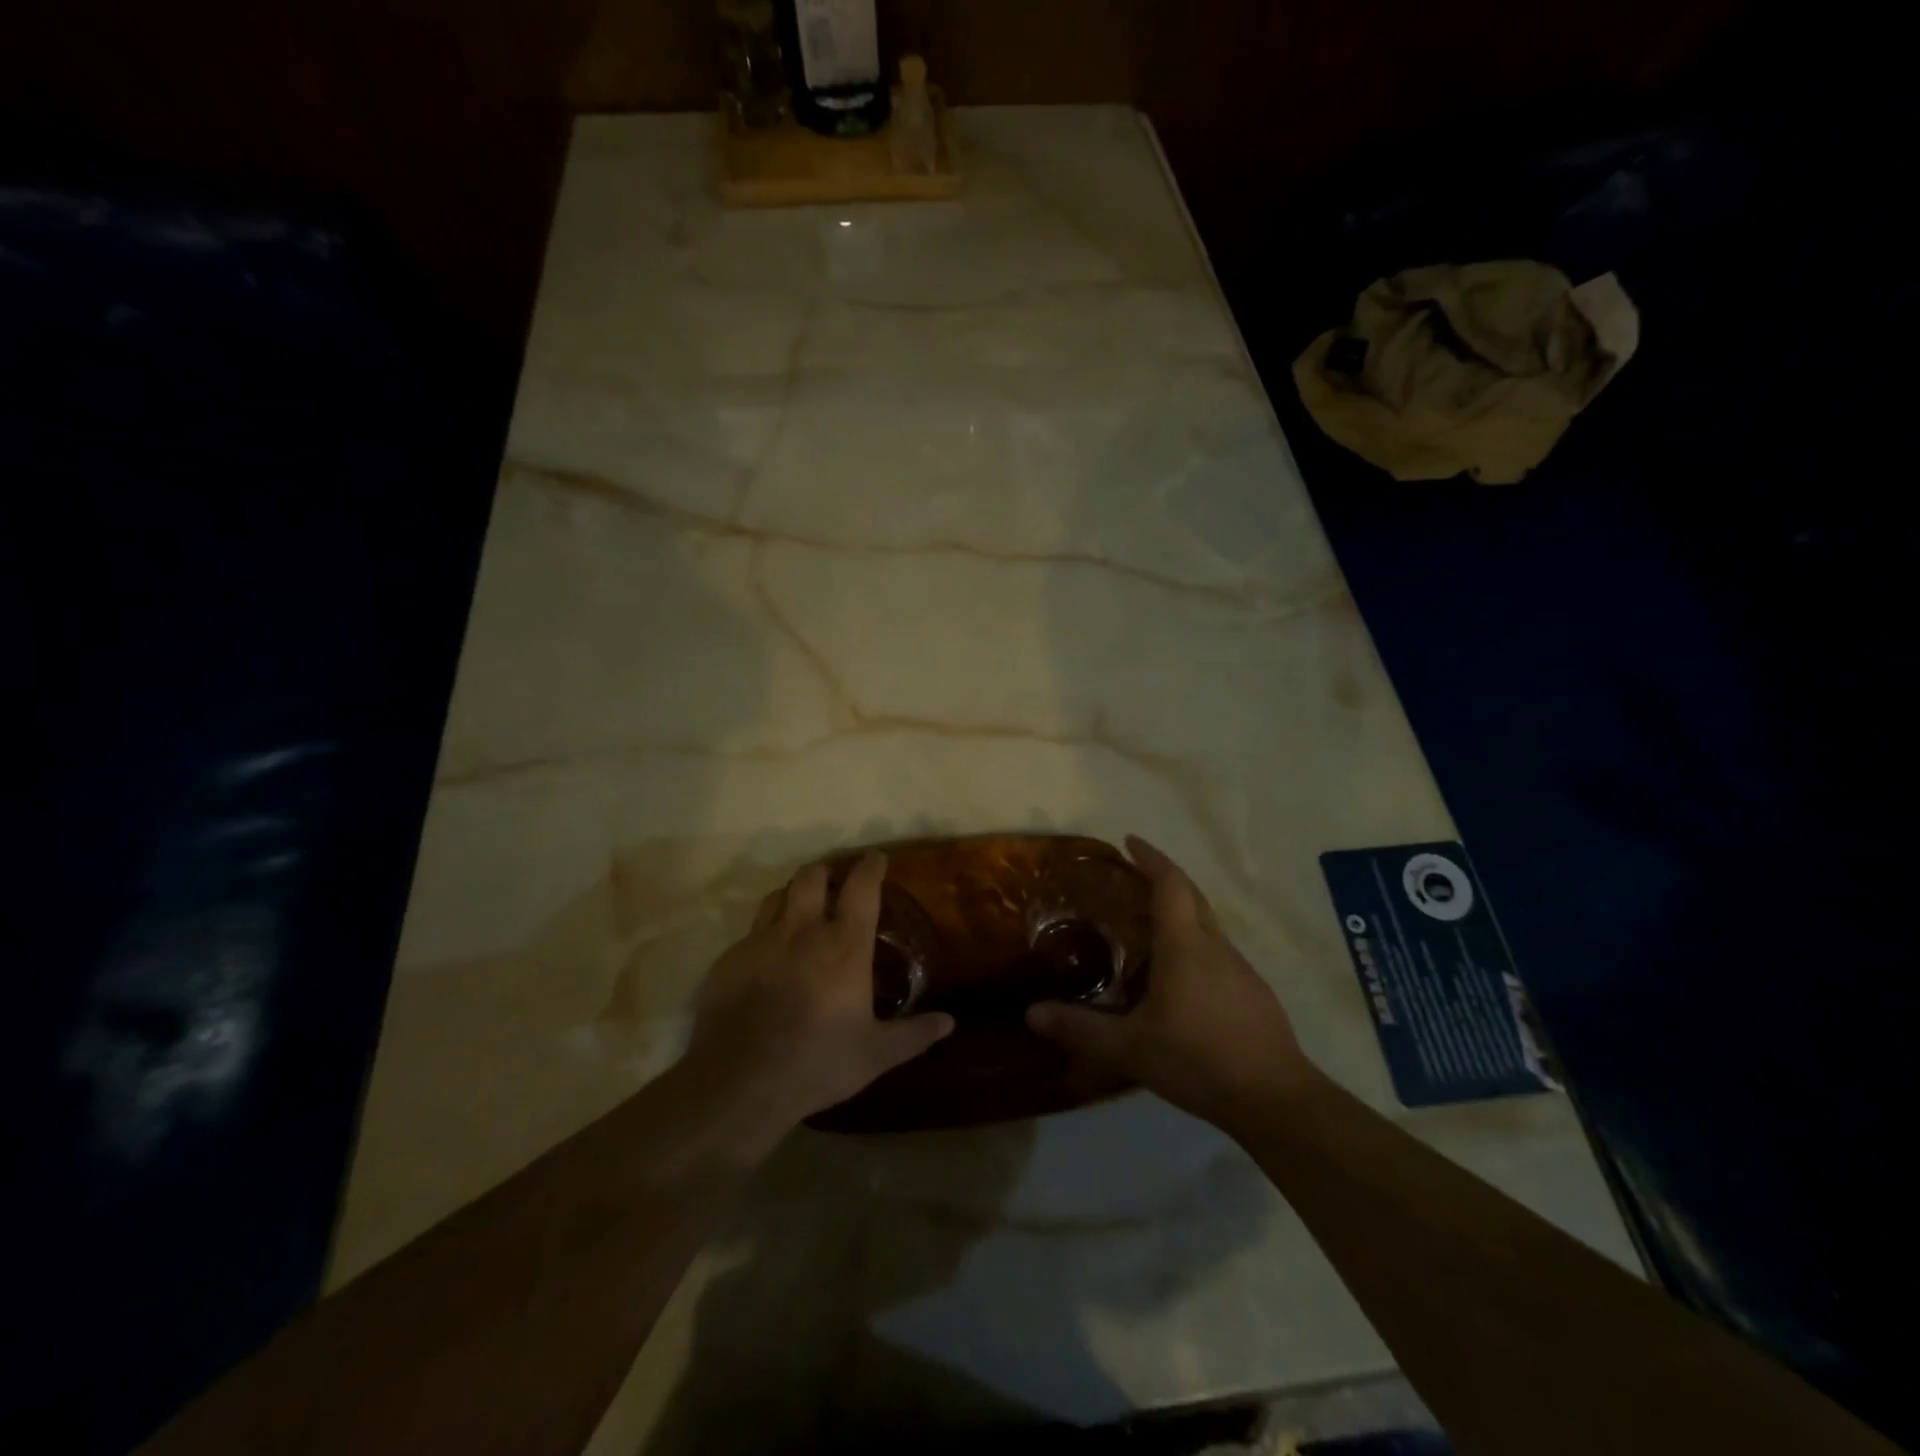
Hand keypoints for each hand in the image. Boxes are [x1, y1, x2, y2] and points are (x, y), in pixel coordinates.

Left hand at [679, 852, 953, 1151]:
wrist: (740, 1083)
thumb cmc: (818, 1063)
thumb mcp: (876, 1055)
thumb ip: (914, 1034)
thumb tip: (949, 1022)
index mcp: (844, 945)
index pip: (861, 887)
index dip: (871, 866)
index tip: (876, 858)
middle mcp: (802, 931)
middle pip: (812, 876)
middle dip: (825, 873)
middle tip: (833, 885)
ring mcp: (760, 942)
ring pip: (776, 896)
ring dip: (791, 897)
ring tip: (799, 912)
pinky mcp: (728, 960)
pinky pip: (749, 933)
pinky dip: (763, 936)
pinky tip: (765, 960)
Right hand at [1026, 836, 1319, 1131]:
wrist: (1275, 1099)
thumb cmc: (1198, 1059)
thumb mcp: (1130, 1048)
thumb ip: (1080, 1028)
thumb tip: (1031, 1013)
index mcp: (1185, 945)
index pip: (1170, 884)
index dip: (1151, 858)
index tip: (1130, 841)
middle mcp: (1215, 946)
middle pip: (1192, 895)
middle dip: (1164, 876)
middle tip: (1132, 876)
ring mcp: (1241, 969)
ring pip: (1207, 924)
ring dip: (1180, 911)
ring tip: (1148, 926)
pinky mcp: (1253, 992)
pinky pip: (1218, 951)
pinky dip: (1195, 943)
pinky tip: (1180, 977)